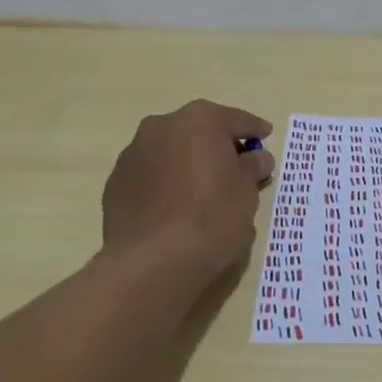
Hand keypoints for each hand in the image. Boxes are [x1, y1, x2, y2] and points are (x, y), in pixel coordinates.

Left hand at [102, 100, 274, 281]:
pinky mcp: (115, 183)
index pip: (236, 120)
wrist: (152, 261)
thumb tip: (257, 157)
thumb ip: (252, 168)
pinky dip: (165, 184)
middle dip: (217, 146)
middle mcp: (162, 126)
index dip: (254, 129)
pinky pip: (150, 176)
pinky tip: (174, 209)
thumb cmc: (212, 217)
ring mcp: (133, 153)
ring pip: (170, 151)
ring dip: (187, 163)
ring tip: (202, 191)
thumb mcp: (247, 192)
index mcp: (200, 120)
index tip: (265, 135)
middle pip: (199, 131)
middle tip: (235, 167)